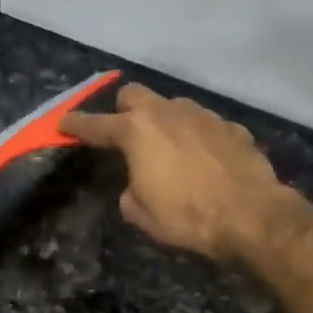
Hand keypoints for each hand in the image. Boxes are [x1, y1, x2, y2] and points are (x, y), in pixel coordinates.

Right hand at [60, 84, 291, 262]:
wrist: (249, 214)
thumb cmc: (186, 217)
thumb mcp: (141, 214)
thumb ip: (130, 191)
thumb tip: (137, 185)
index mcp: (136, 132)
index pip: (96, 125)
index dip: (76, 125)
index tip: (63, 123)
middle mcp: (167, 112)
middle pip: (134, 95)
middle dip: (124, 110)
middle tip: (125, 134)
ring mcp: (203, 115)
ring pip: (173, 106)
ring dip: (164, 122)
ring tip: (169, 149)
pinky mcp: (232, 127)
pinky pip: (204, 125)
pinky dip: (197, 137)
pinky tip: (204, 160)